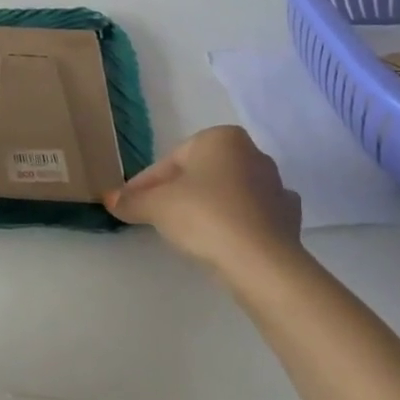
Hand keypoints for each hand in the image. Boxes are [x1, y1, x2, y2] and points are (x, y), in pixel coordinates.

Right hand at [104, 126, 301, 270]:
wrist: (260, 261)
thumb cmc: (203, 216)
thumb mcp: (155, 206)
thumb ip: (131, 200)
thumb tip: (110, 199)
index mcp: (221, 138)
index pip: (170, 161)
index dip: (146, 184)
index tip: (130, 204)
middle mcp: (253, 153)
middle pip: (201, 174)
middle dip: (178, 192)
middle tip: (154, 216)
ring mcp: (276, 186)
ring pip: (228, 192)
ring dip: (208, 206)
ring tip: (187, 231)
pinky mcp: (289, 217)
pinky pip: (252, 215)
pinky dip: (236, 223)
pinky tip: (224, 239)